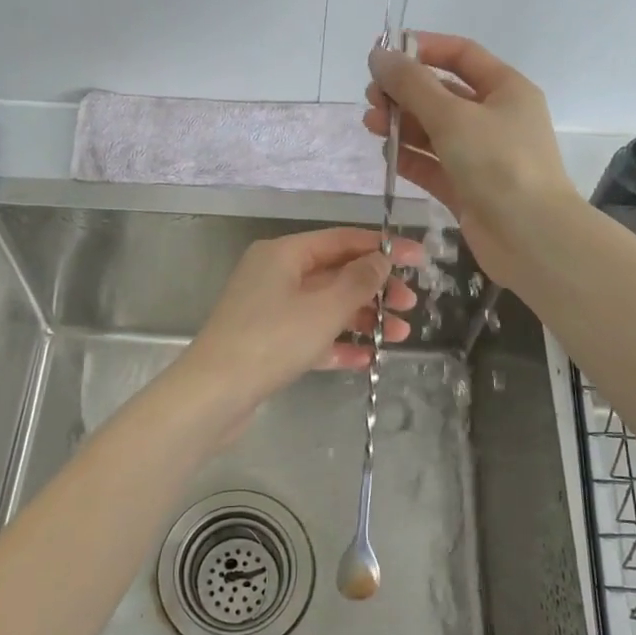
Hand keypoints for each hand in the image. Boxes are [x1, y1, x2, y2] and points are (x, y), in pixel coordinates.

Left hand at [178, 227, 423, 413]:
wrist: (214, 394)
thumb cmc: (272, 340)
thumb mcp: (324, 307)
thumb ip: (359, 280)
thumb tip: (381, 259)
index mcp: (284, 254)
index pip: (342, 240)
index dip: (383, 248)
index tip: (420, 259)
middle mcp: (275, 275)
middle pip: (336, 273)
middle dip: (376, 289)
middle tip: (410, 306)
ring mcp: (270, 310)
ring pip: (326, 306)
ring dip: (363, 318)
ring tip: (399, 336)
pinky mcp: (268, 343)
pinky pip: (311, 335)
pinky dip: (338, 343)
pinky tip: (367, 358)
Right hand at [364, 32, 578, 288]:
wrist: (531, 237)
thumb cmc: (498, 164)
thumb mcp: (452, 116)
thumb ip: (412, 85)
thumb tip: (378, 55)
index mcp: (506, 90)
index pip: (461, 55)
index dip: (423, 49)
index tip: (385, 54)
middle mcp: (495, 119)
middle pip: (443, 94)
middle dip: (405, 93)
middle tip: (372, 98)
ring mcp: (482, 156)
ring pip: (435, 131)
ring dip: (403, 125)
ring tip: (371, 125)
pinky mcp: (467, 189)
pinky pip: (434, 166)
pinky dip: (411, 158)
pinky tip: (387, 154)